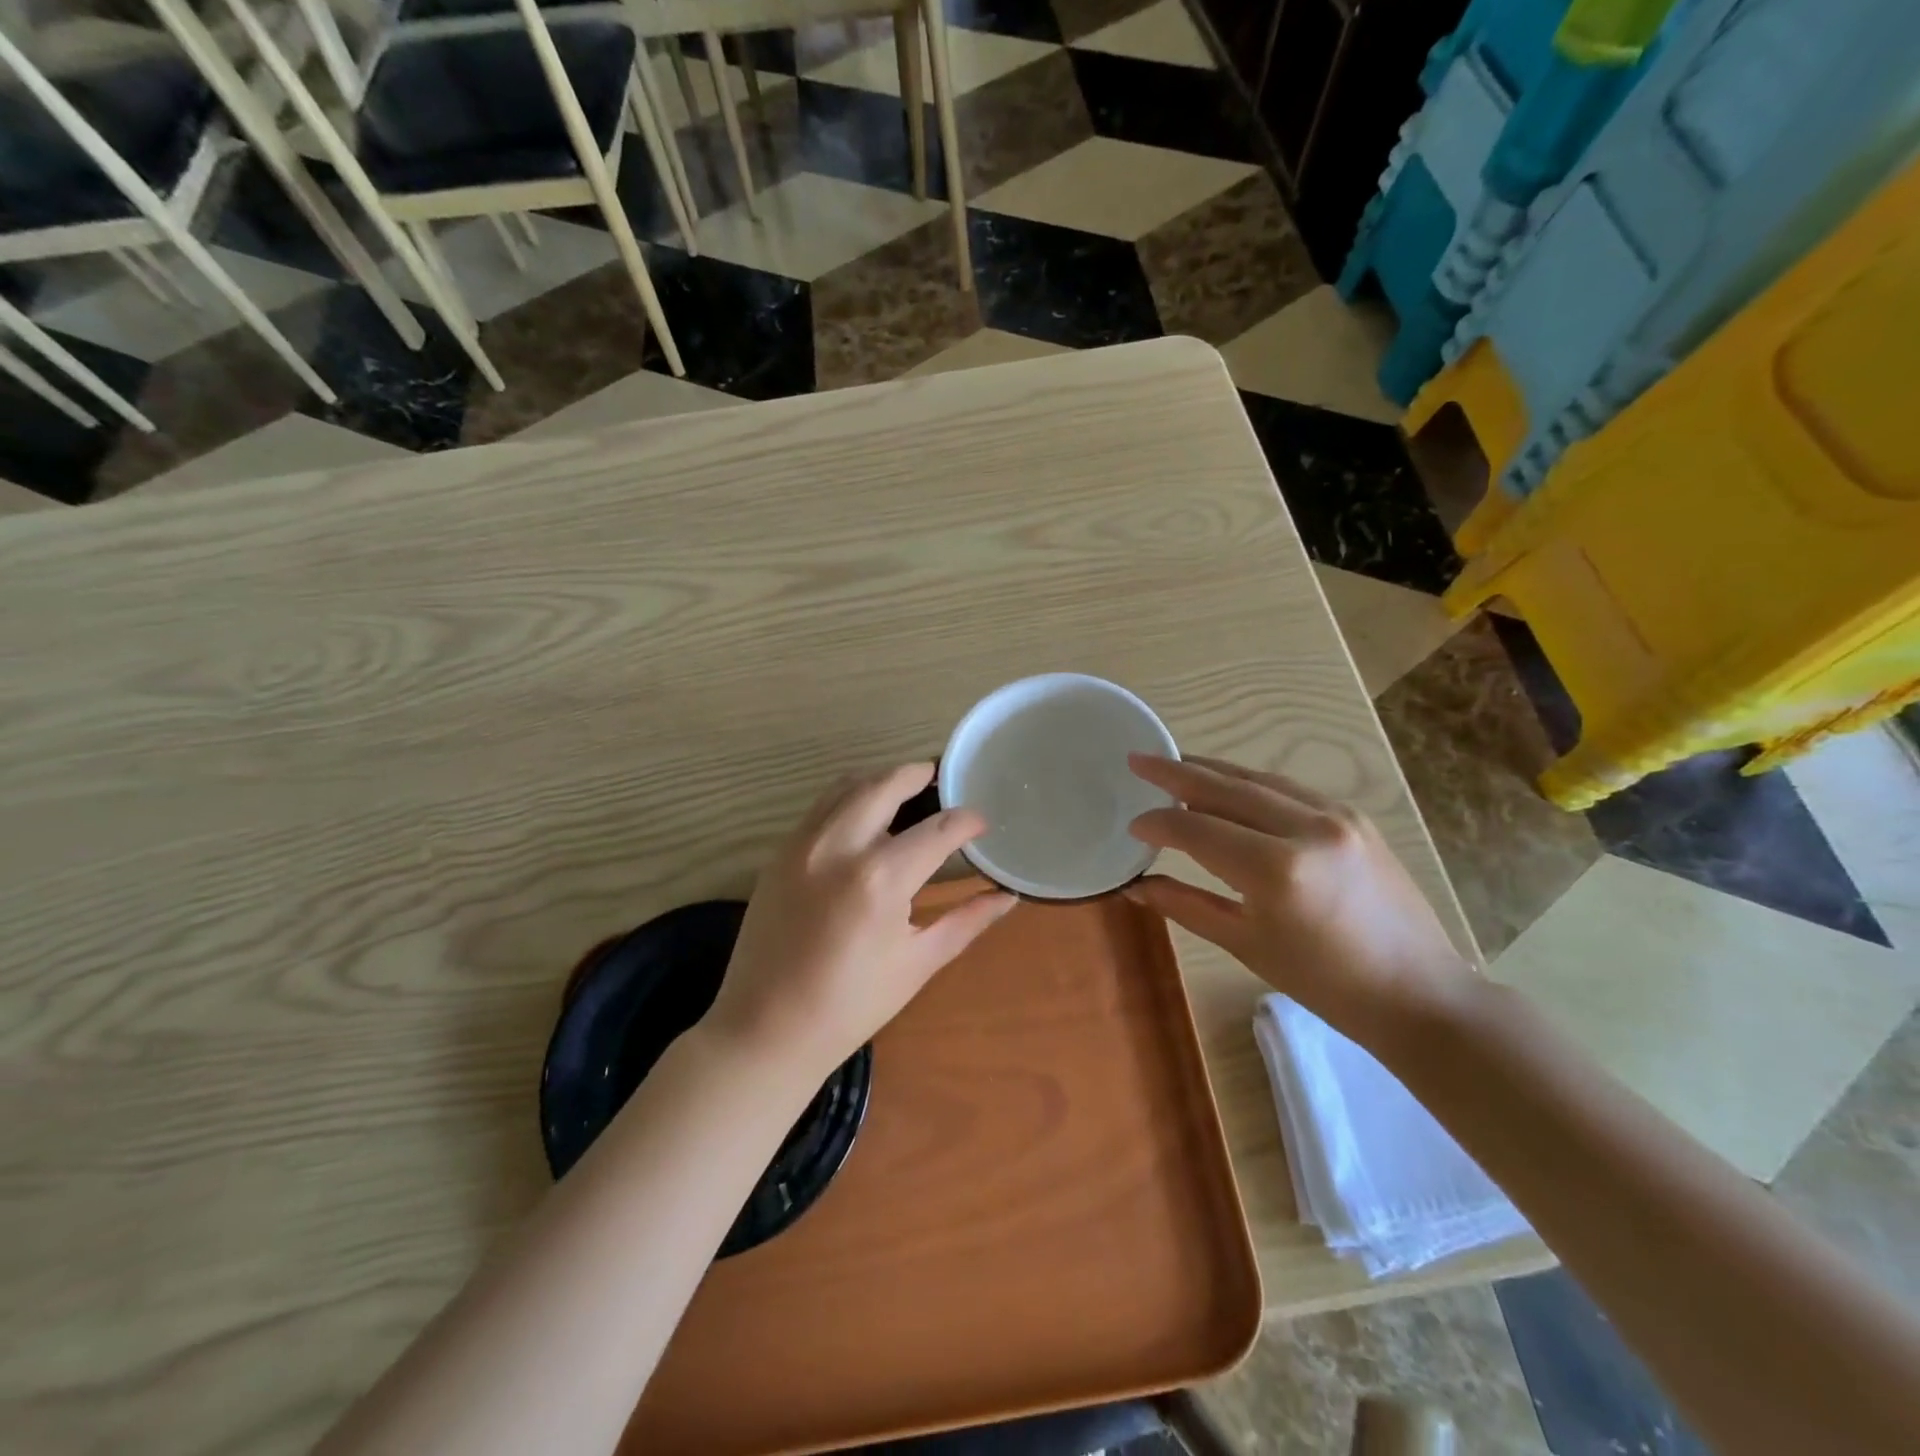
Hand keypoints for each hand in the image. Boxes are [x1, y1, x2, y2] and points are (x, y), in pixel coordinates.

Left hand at [703, 763, 1016, 1087]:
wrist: (766, 1029)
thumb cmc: (851, 1005)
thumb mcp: (918, 963)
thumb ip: (966, 920)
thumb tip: (1007, 896)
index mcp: (880, 879)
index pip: (938, 830)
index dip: (967, 822)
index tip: (982, 823)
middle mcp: (839, 846)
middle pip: (886, 784)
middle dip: (920, 774)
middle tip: (943, 777)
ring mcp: (802, 844)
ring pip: (847, 785)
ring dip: (882, 779)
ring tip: (907, 790)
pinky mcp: (780, 852)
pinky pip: (820, 806)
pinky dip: (849, 798)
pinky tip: (865, 817)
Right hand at [1125, 755, 1474, 1050]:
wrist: (1418, 992)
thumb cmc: (1325, 983)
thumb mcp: (1246, 944)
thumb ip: (1186, 906)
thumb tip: (1136, 886)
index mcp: (1276, 870)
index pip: (1198, 829)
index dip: (1159, 824)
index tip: (1133, 825)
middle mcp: (1306, 829)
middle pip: (1225, 789)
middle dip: (1176, 773)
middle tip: (1138, 759)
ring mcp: (1336, 816)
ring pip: (1257, 780)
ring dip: (1212, 770)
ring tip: (1175, 764)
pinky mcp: (1354, 816)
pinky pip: (1288, 788)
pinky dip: (1250, 782)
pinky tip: (1230, 784)